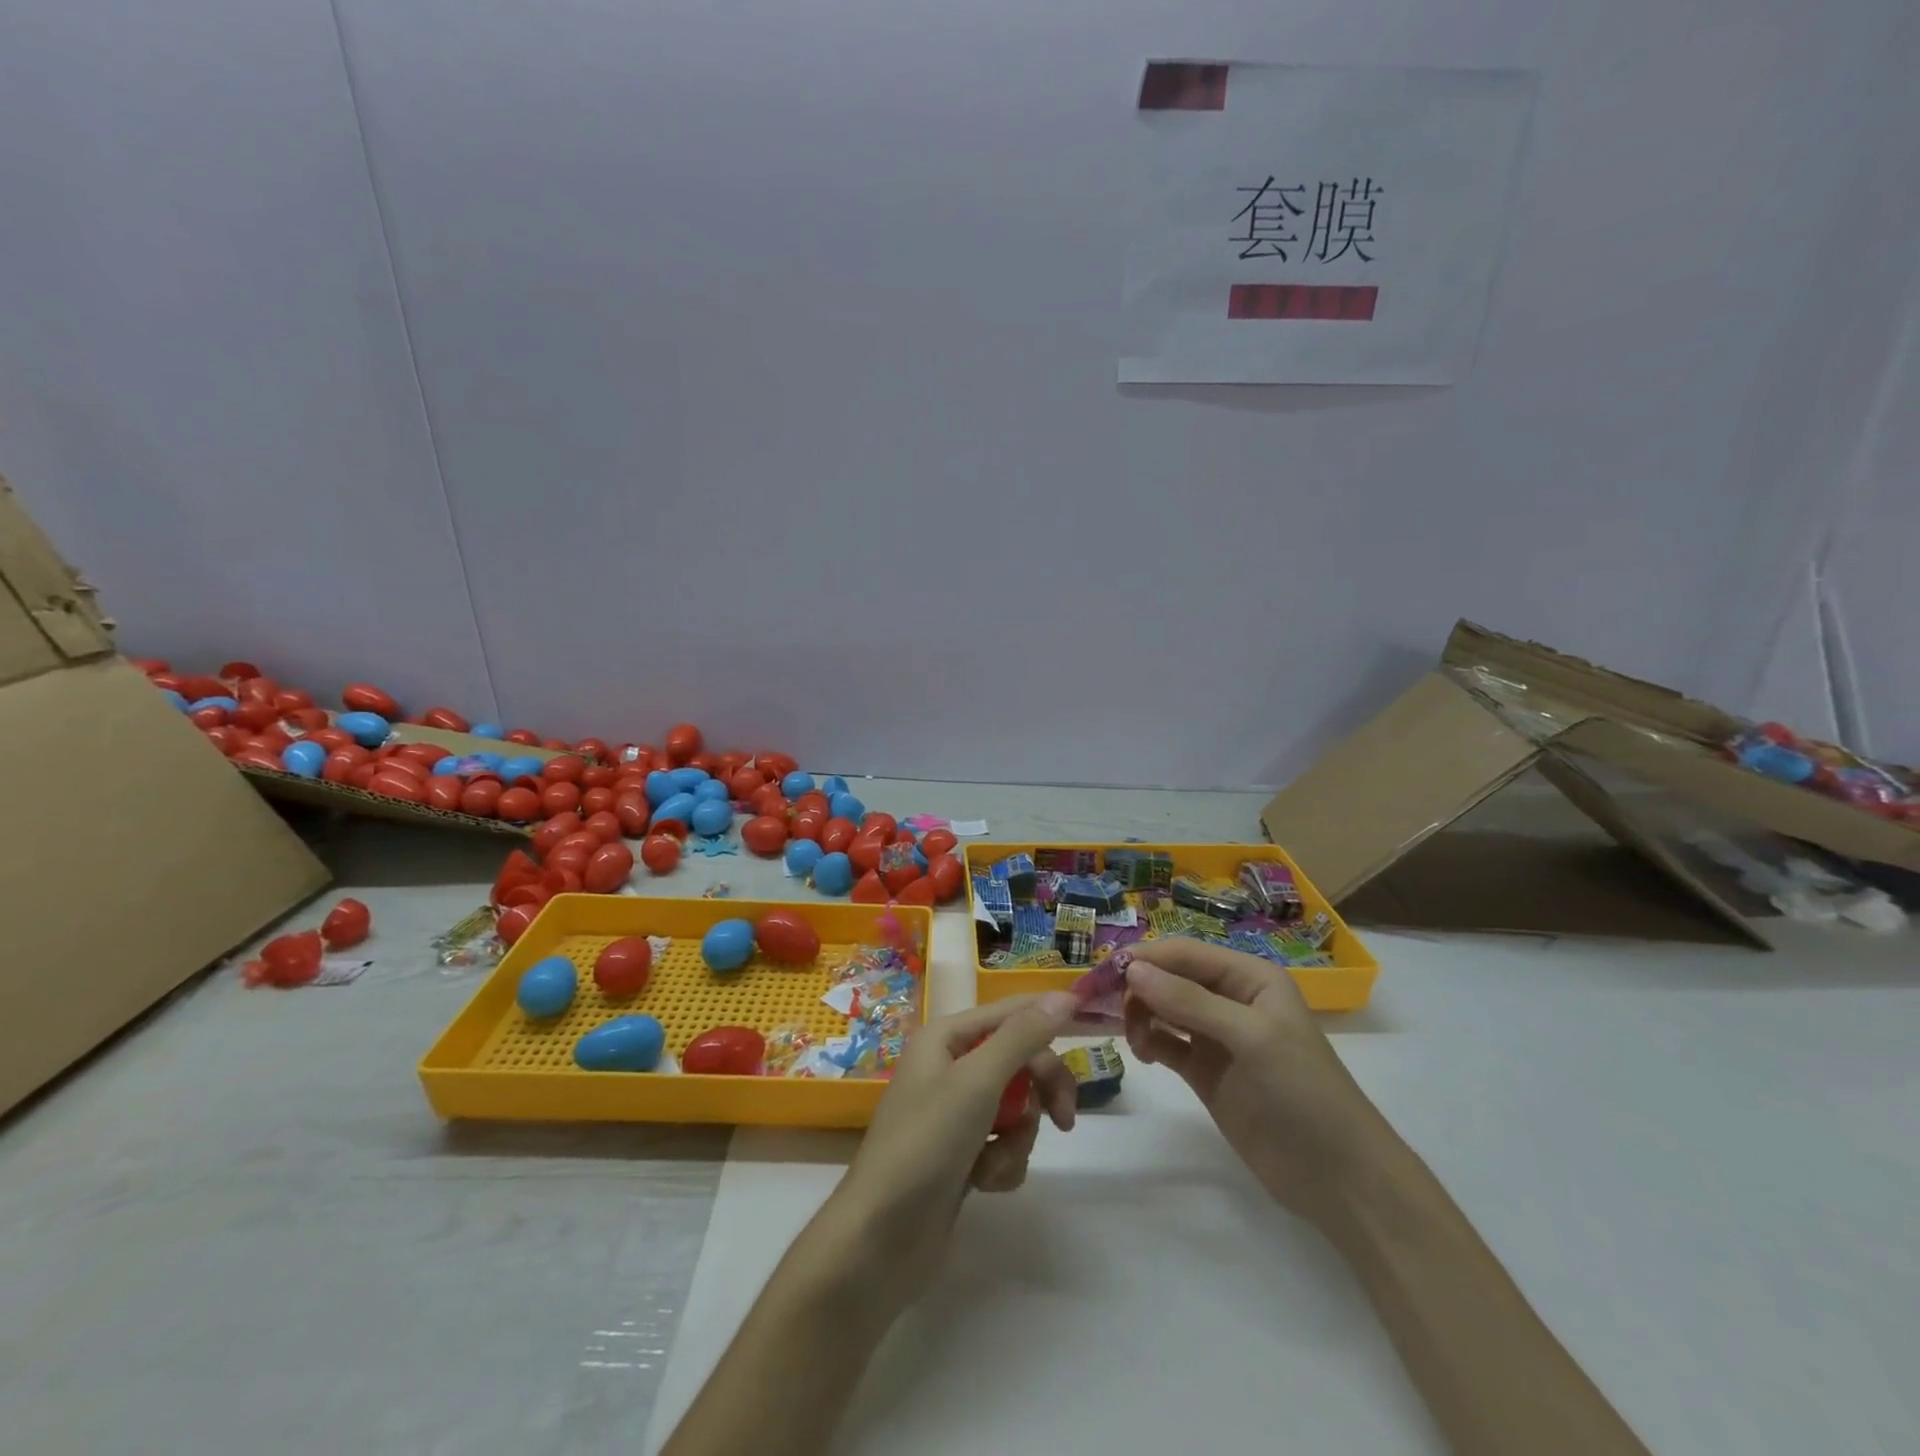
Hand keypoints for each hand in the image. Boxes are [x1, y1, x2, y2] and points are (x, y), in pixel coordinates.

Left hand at [828, 992, 1078, 1294]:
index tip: (1092, 1030)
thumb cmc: (925, 1144)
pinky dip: (1002, 1163)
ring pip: (1016, 1107)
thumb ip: (1022, 1037)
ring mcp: (954, 1113)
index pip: (1010, 1012)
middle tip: (1065, 1118)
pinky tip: (983, 1184)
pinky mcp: (961, 1154)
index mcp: (945, 1037)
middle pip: (1018, 1060)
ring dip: (1017, 1137)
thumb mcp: (977, 1082)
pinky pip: (1003, 1144)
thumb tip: (1063, 996)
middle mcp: (949, 1066)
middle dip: (1040, 1090)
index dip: (1048, 1017)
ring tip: (994, 1162)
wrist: (880, 1239)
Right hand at [1123, 939, 1390, 1228]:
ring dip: (1141, 1015)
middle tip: (1110, 1010)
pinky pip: (1166, 1042)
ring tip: (1137, 1042)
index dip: (1146, 958)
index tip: (1105, 973)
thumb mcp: (1251, 1037)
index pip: (1185, 953)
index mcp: (1249, 977)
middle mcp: (1230, 998)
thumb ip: (1190, 1001)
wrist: (1338, 1179)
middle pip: (1169, 977)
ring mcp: (1216, 1037)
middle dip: (1138, 987)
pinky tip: (1144, 1055)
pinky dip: (1149, 1041)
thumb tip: (1132, 969)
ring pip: (1163, 1008)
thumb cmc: (1303, 1092)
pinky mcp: (1205, 1071)